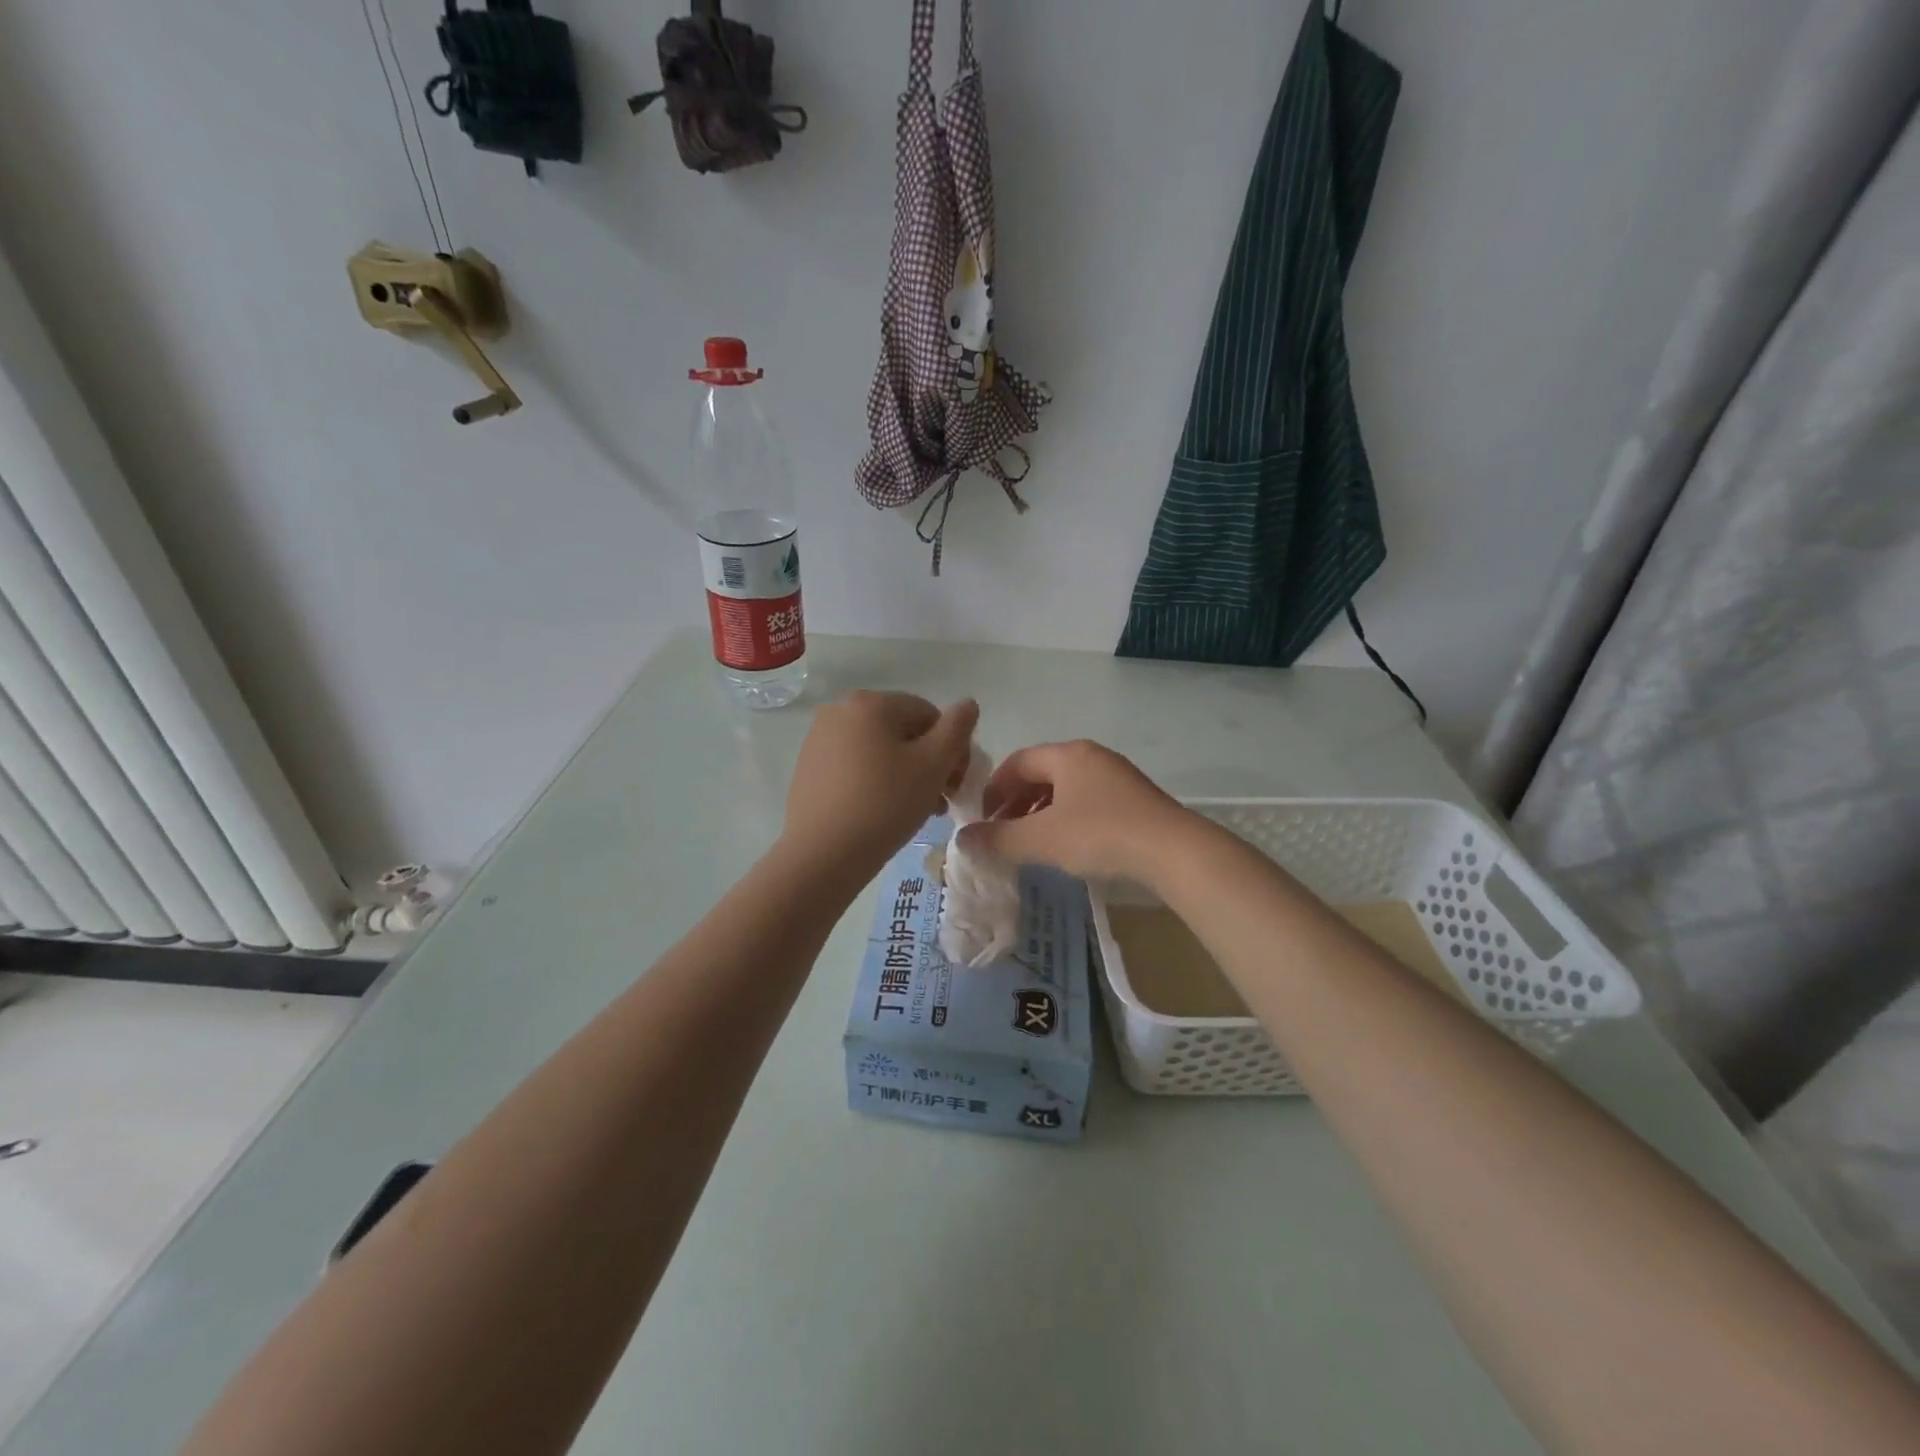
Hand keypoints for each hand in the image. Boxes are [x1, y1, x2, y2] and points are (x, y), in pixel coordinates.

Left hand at [783, 692, 978, 871]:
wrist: (822, 854)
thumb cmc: (885, 804)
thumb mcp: (933, 765)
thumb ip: (957, 729)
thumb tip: (968, 705)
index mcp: (871, 703)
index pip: (929, 715)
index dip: (952, 748)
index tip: (958, 785)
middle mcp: (840, 711)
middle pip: (903, 732)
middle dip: (929, 764)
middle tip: (942, 801)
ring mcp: (819, 739)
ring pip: (879, 751)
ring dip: (906, 775)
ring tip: (918, 811)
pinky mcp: (808, 768)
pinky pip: (855, 766)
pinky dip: (876, 782)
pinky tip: (884, 813)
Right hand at [960, 739, 1198, 884]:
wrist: (1174, 852)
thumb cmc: (1100, 835)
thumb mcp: (1041, 839)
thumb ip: (998, 839)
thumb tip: (962, 840)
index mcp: (1068, 755)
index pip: (1016, 762)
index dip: (993, 790)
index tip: (982, 821)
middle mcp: (1092, 757)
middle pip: (1041, 774)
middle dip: (1015, 803)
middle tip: (1002, 834)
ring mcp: (1117, 777)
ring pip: (1065, 790)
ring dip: (1040, 813)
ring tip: (1031, 844)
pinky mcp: (1134, 800)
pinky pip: (1087, 802)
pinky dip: (1066, 819)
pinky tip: (1067, 847)